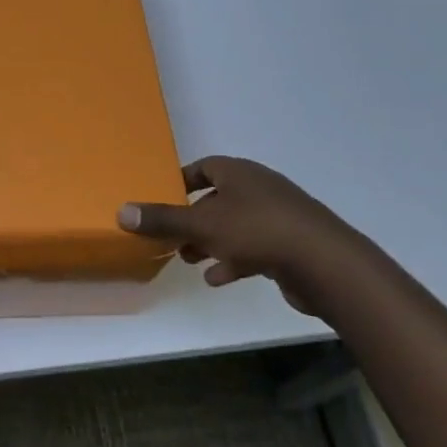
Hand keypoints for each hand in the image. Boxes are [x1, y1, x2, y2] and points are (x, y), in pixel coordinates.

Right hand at [117, 156, 376, 314]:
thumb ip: (162, 220)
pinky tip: (218, 279)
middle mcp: (259, 188)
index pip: (203, 167)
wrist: (326, 263)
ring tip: (188, 260)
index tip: (161, 200)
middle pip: (217, 198)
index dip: (180, 182)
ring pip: (234, 225)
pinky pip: (254, 247)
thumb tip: (121, 211)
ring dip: (210, 242)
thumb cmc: (258, 231)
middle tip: (170, 237)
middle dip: (192, 218)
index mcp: (239, 173)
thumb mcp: (202, 224)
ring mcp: (278, 216)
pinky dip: (234, 260)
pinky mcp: (290, 245)